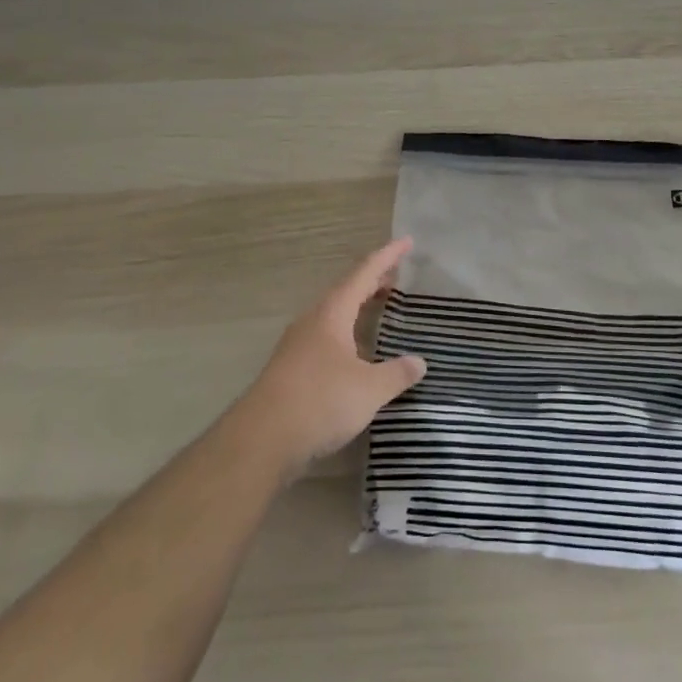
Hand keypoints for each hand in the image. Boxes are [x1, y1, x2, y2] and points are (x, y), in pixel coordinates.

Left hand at [232, 238, 427, 478]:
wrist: (261, 440)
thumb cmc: (320, 401)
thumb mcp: (368, 389)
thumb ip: (396, 374)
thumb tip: (419, 362)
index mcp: (332, 313)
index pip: (364, 273)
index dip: (387, 257)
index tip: (406, 241)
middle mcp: (313, 321)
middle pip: (346, 291)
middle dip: (372, 281)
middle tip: (396, 276)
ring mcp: (297, 345)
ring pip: (333, 314)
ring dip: (356, 307)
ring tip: (378, 307)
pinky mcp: (290, 370)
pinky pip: (325, 337)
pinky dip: (346, 332)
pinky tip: (354, 352)